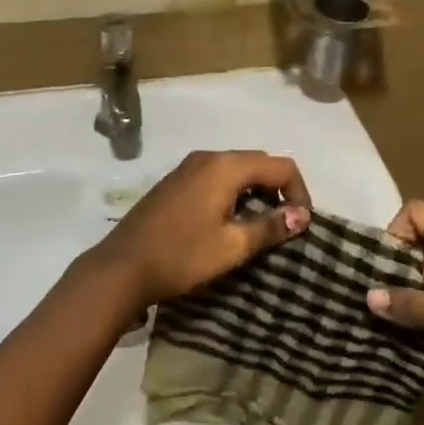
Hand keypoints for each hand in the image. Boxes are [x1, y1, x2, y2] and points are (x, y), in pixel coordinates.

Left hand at [90, 151, 310, 311]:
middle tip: (286, 224)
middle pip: (258, 162)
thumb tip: (301, 215)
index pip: (280, 165)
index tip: (302, 225)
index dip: (298, 191)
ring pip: (236, 169)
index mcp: (225, 167)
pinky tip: (230, 220)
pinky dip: (234, 191)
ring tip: (262, 225)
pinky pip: (216, 176)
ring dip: (256, 190)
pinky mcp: (176, 181)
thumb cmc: (181, 255)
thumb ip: (269, 226)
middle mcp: (208, 157)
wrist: (121, 267)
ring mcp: (188, 167)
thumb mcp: (231, 246)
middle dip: (279, 188)